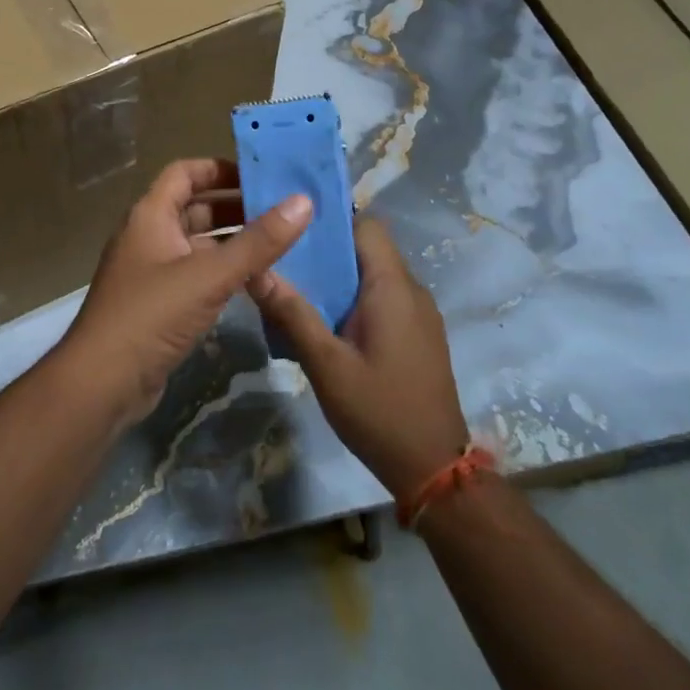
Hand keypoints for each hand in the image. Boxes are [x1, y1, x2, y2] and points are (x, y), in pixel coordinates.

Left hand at [65, 159, 311, 424]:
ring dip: (232, 243)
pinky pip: (194, 275)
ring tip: (279, 245)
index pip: (185, 173)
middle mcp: (148, 236)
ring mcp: (151, 272)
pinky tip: (255, 283)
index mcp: (150, 215)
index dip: (220, 169)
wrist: (102, 382)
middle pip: (194, 208)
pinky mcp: (157, 304)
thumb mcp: (210, 275)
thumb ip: (259, 242)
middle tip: (282, 213)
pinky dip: (222, 273)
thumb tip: (304, 201)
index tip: (261, 176)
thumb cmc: (152, 315)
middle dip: (235, 208)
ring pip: (197, 245)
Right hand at [249, 217, 468, 498]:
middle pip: (368, 248)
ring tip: (296, 289)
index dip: (332, 219)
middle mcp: (412, 290)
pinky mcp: (419, 335)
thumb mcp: (326, 365)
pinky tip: (326, 323)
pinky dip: (355, 299)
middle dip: (327, 250)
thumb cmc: (379, 411)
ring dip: (340, 277)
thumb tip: (256, 269)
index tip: (293, 227)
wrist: (433, 470)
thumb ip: (292, 313)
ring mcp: (420, 314)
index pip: (366, 225)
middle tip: (284, 260)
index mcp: (393, 287)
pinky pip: (384, 299)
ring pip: (374, 275)